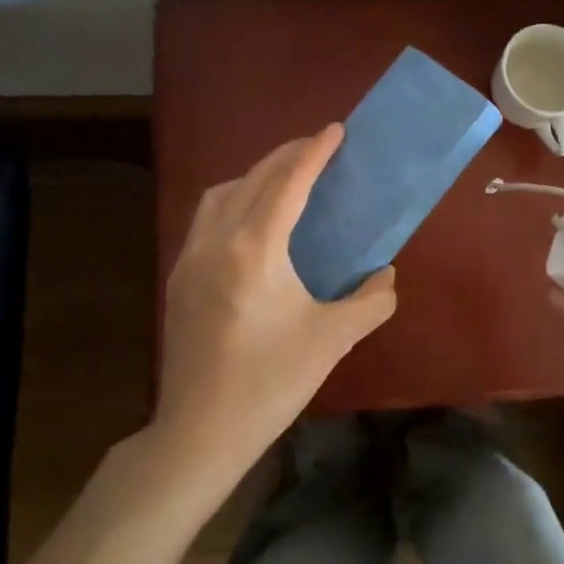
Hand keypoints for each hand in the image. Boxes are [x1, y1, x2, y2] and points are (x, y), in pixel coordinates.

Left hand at [155, 125, 396, 485]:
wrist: (199, 433)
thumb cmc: (270, 383)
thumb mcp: (333, 340)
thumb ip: (370, 301)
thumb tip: (385, 276)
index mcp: (254, 250)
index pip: (288, 184)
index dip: (313, 153)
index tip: (335, 130)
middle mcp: (216, 242)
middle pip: (252, 180)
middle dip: (286, 156)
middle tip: (317, 146)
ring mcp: (190, 260)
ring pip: (221, 195)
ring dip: (254, 175)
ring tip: (284, 178)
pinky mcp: (179, 280)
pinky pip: (206, 219)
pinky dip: (233, 201)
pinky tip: (252, 221)